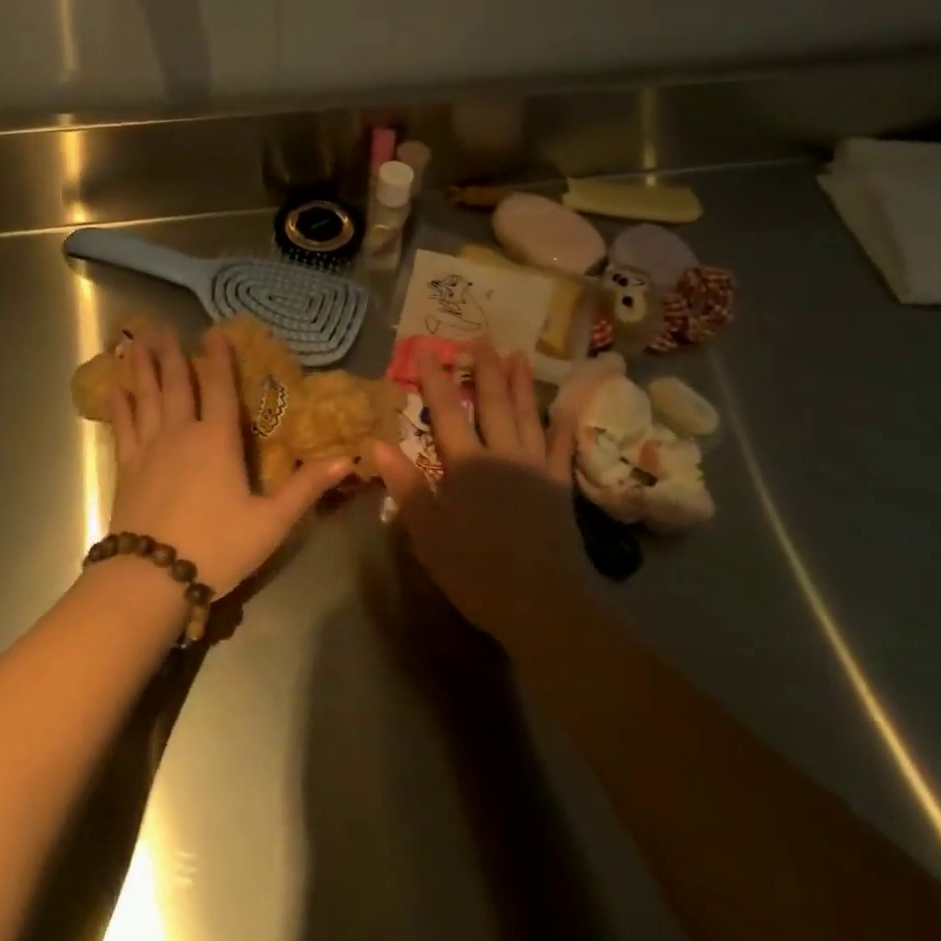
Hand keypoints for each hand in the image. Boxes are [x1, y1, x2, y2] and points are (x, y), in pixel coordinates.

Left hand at [105, 322, 348, 595]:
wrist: (151, 577)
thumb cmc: (217, 547)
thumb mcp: (271, 521)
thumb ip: (306, 488)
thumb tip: (346, 459)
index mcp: (218, 440)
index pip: (219, 387)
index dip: (218, 357)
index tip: (214, 331)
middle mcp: (182, 433)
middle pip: (176, 384)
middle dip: (172, 353)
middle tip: (162, 326)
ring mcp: (149, 448)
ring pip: (146, 397)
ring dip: (143, 368)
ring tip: (136, 341)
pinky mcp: (127, 468)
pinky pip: (123, 426)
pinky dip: (120, 405)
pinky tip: (115, 388)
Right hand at [374, 339, 595, 651]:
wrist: (542, 602)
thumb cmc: (475, 570)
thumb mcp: (427, 532)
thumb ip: (406, 485)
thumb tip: (378, 442)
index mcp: (466, 464)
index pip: (445, 412)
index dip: (435, 379)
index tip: (427, 350)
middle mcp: (501, 454)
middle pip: (492, 403)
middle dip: (485, 369)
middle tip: (483, 338)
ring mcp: (535, 467)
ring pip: (527, 415)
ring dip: (521, 384)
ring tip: (519, 355)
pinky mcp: (559, 486)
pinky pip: (561, 448)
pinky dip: (561, 425)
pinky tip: (563, 408)